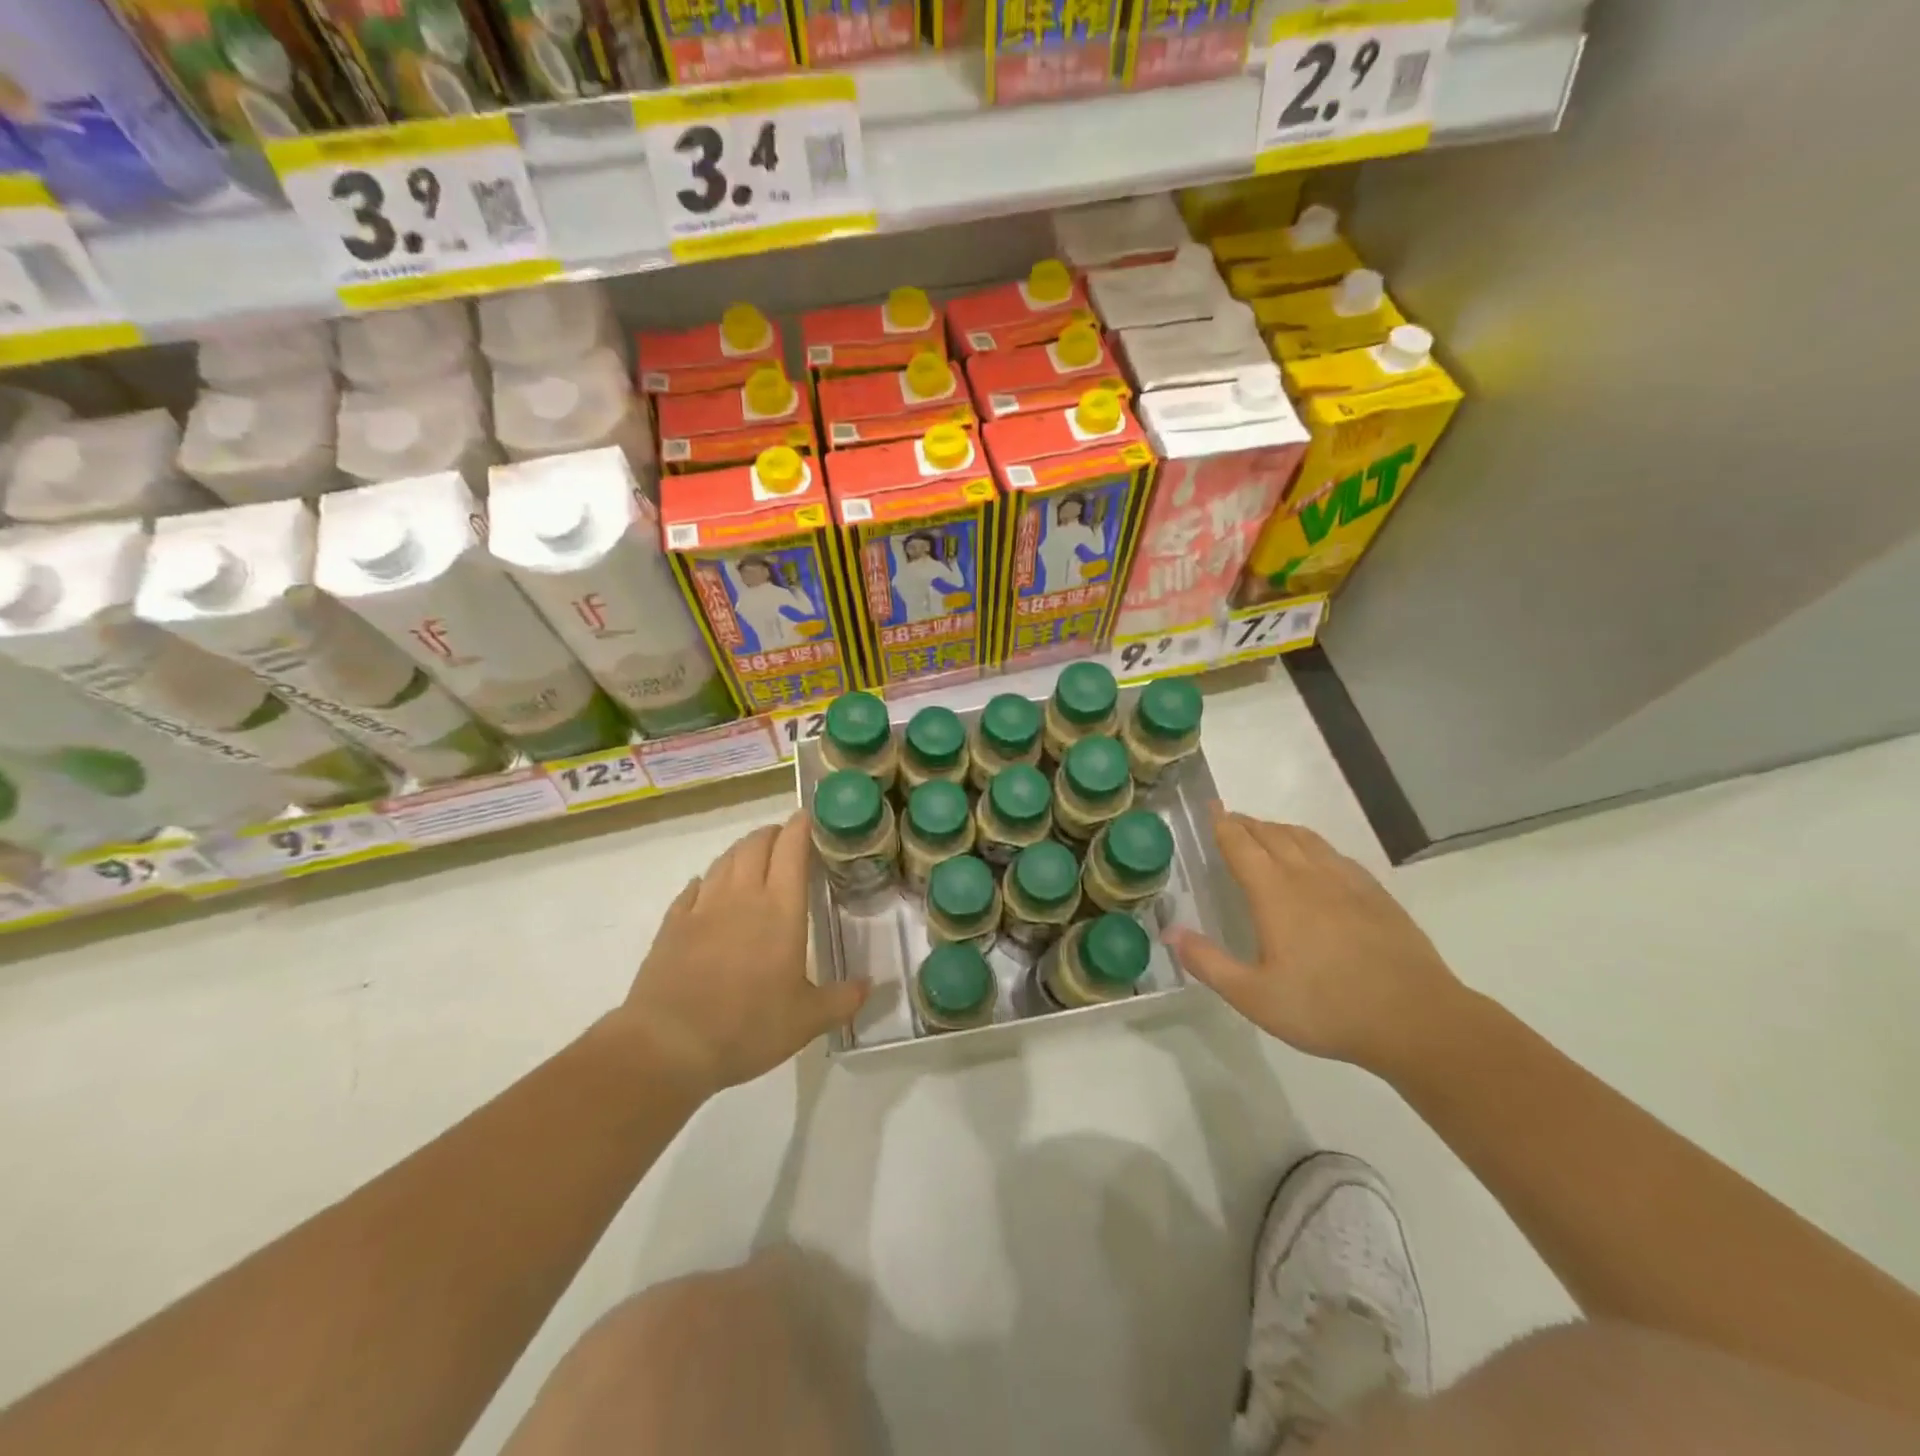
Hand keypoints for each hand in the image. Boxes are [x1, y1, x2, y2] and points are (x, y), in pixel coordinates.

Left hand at [614, 813, 867, 1095]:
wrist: (669, 1045)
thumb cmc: (748, 1027)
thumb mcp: (807, 1020)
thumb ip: (843, 999)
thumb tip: (871, 985)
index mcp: (781, 909)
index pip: (792, 849)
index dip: (801, 827)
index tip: (809, 818)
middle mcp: (742, 896)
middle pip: (756, 845)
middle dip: (772, 833)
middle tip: (785, 838)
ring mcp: (703, 907)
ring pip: (725, 860)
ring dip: (742, 850)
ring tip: (753, 856)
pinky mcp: (673, 924)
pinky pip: (694, 887)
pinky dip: (708, 879)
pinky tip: (709, 888)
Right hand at [1166, 806, 1470, 1076]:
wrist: (1416, 1020)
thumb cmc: (1326, 1008)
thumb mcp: (1254, 997)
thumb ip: (1208, 962)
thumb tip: (1170, 932)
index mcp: (1274, 893)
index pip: (1241, 845)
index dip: (1223, 825)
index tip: (1210, 808)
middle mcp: (1308, 876)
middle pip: (1272, 835)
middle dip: (1247, 823)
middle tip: (1230, 820)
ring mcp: (1346, 882)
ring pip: (1306, 839)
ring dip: (1279, 830)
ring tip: (1266, 832)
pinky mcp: (1375, 895)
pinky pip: (1335, 855)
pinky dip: (1313, 846)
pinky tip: (1317, 860)